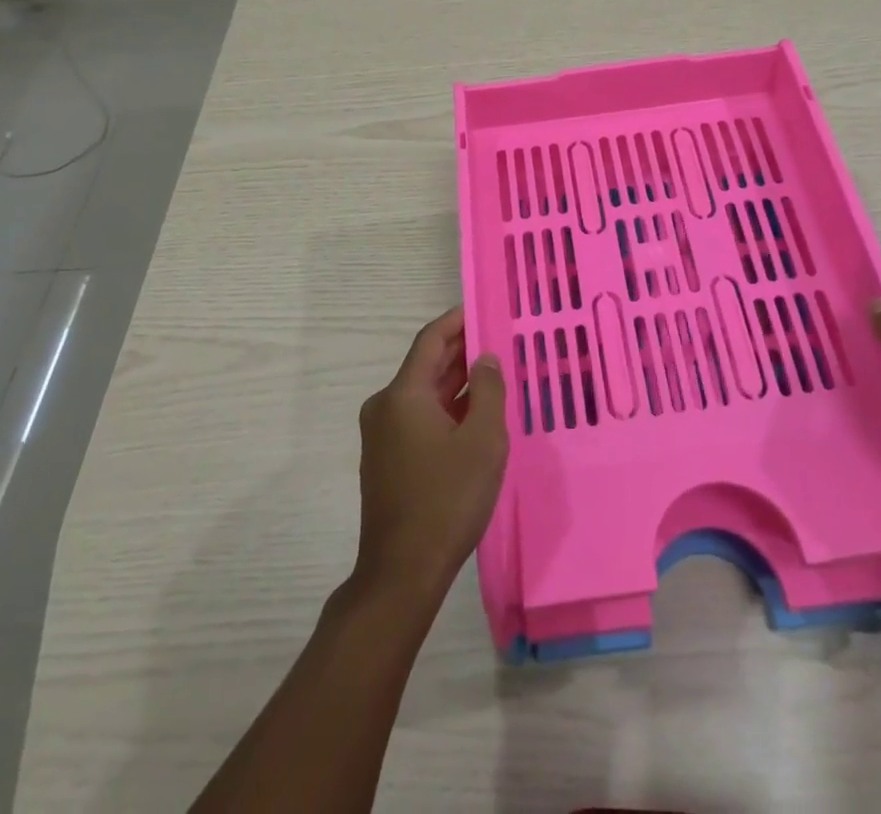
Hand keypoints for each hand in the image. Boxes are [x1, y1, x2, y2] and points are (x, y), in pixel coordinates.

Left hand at [353, 306, 507, 604]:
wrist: (402, 573)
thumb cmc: (447, 499)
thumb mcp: (482, 441)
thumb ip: (488, 391)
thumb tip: (484, 358)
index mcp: (403, 395)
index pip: (431, 340)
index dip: (457, 320)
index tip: (484, 308)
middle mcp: (385, 407)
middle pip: (426, 365)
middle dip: (461, 350)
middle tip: (497, 339)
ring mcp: (382, 435)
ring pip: (423, 393)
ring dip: (455, 382)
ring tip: (493, 373)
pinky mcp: (387, 459)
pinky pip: (418, 418)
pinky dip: (445, 408)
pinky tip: (474, 414)